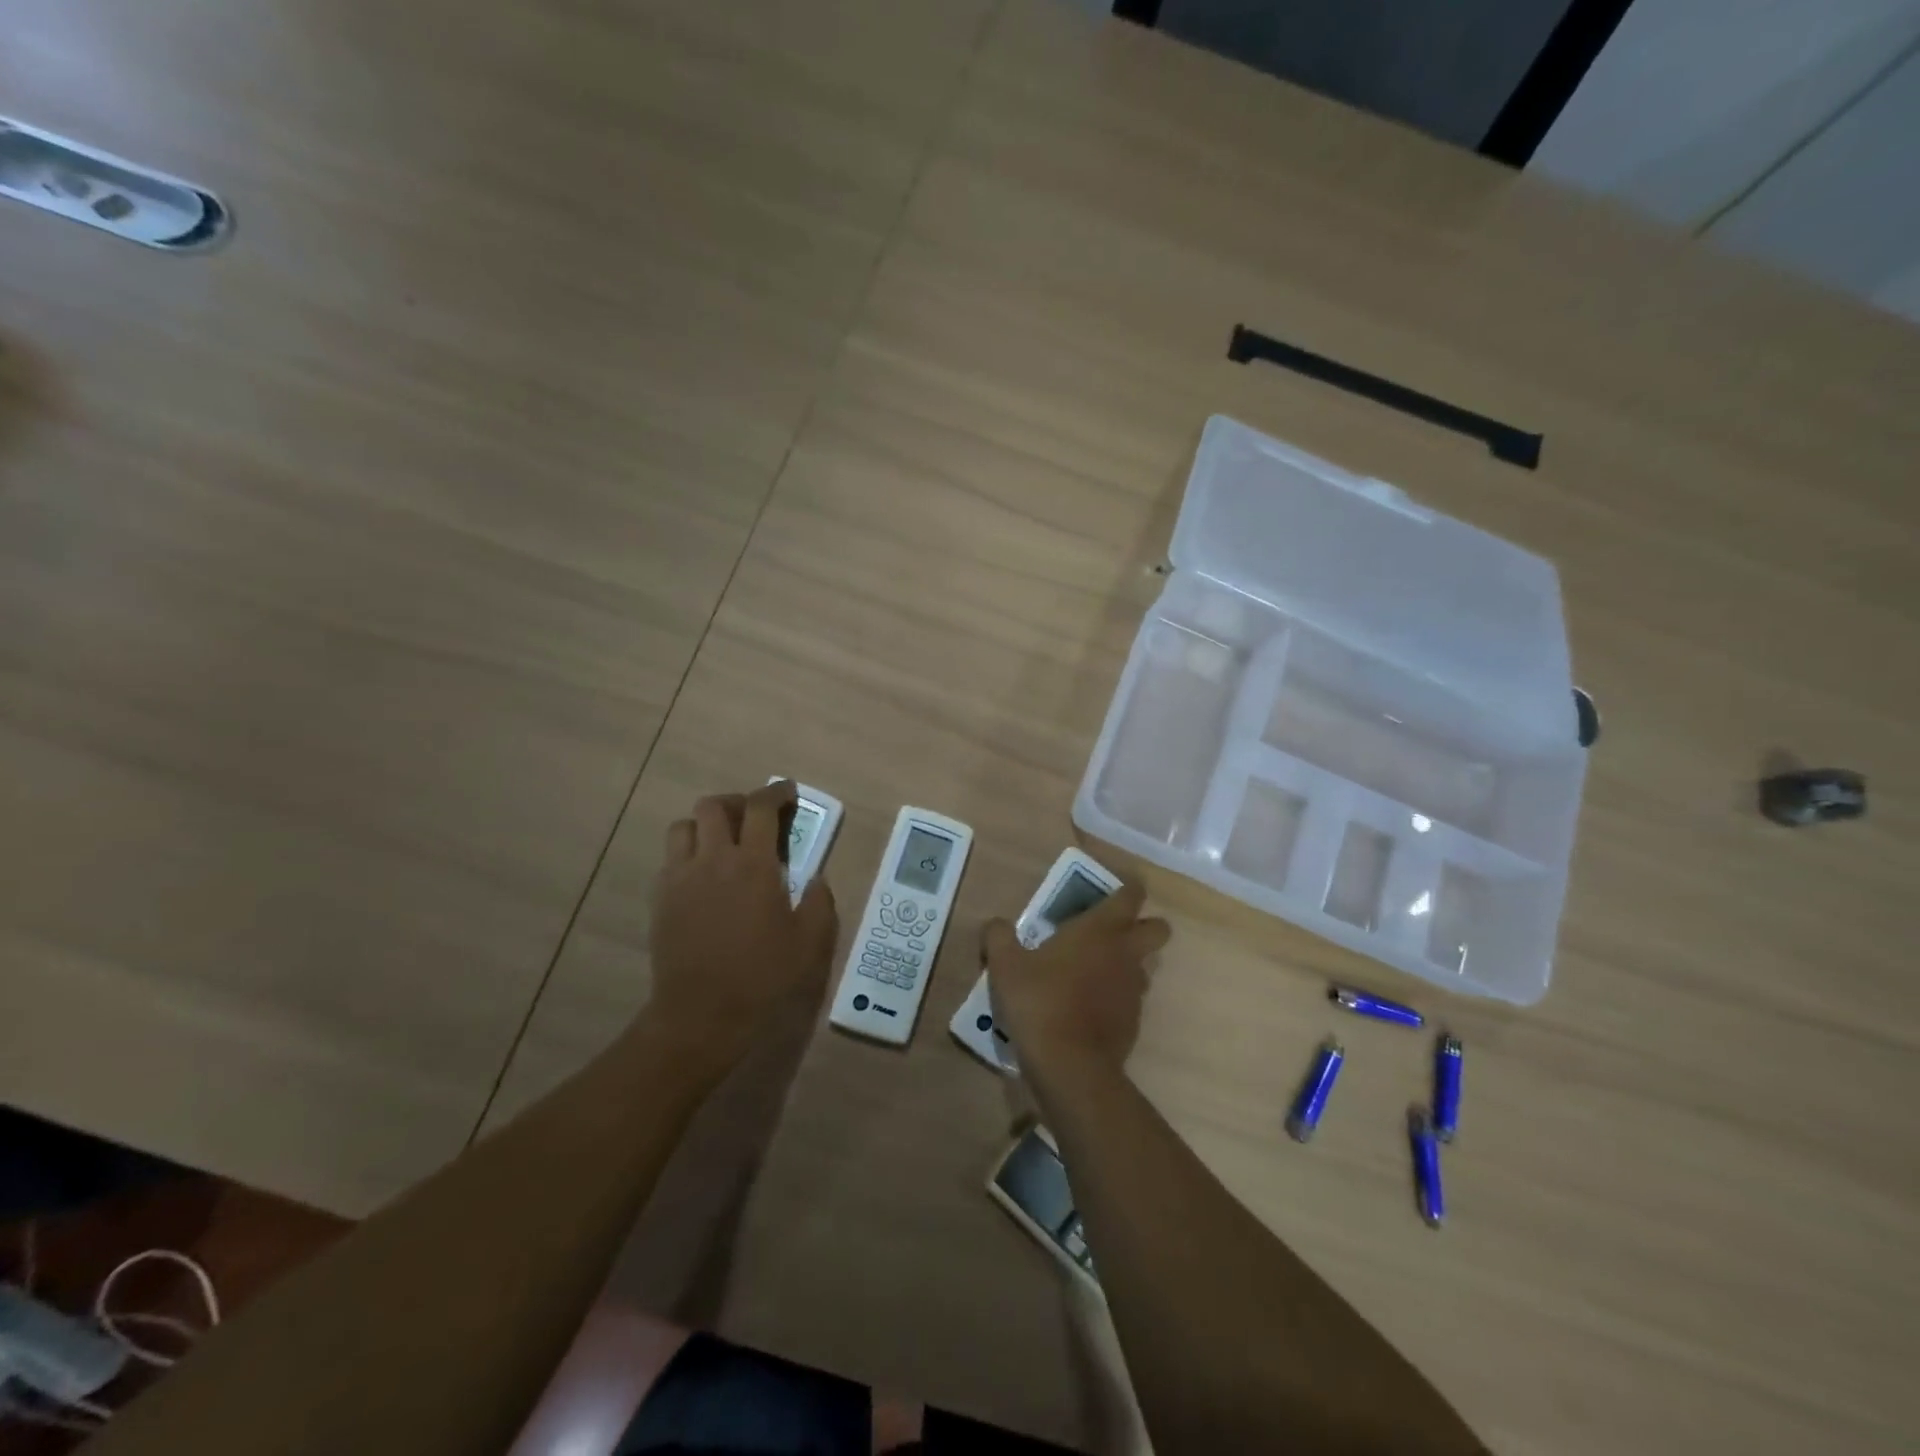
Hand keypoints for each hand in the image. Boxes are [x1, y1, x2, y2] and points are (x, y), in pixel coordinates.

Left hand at [648, 781, 838, 1062]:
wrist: (700, 1015)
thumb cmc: (762, 977)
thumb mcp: (810, 943)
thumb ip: (820, 902)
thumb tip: (817, 879)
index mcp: (753, 865)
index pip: (761, 808)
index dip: (776, 793)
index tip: (788, 792)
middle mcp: (713, 860)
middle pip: (714, 806)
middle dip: (737, 802)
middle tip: (754, 818)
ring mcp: (680, 878)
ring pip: (684, 827)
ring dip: (706, 825)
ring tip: (723, 842)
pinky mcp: (660, 899)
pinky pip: (670, 859)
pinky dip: (688, 854)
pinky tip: (703, 877)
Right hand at [981, 882, 1170, 1076]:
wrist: (1070, 1065)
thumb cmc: (1040, 1002)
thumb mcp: (1005, 965)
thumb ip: (999, 937)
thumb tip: (995, 924)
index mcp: (1101, 929)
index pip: (1131, 895)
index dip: (1129, 887)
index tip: (1116, 886)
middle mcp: (1126, 952)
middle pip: (1158, 928)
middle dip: (1143, 924)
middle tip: (1110, 930)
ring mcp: (1134, 989)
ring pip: (1145, 964)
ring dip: (1127, 962)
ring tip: (1092, 970)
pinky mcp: (1134, 1020)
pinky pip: (1131, 997)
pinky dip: (1116, 995)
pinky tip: (1087, 1006)